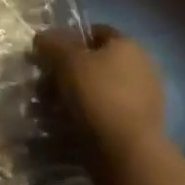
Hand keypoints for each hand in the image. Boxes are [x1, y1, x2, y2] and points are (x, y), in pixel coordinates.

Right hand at [34, 25, 167, 181]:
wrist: (129, 153)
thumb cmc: (98, 95)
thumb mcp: (66, 59)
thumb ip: (51, 43)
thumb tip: (42, 38)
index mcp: (128, 46)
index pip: (94, 32)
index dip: (67, 39)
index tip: (47, 55)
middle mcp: (141, 68)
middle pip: (94, 63)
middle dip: (65, 72)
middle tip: (43, 86)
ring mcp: (142, 100)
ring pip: (97, 90)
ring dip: (71, 97)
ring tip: (47, 110)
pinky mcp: (138, 127)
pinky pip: (104, 114)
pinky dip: (85, 117)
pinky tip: (65, 126)